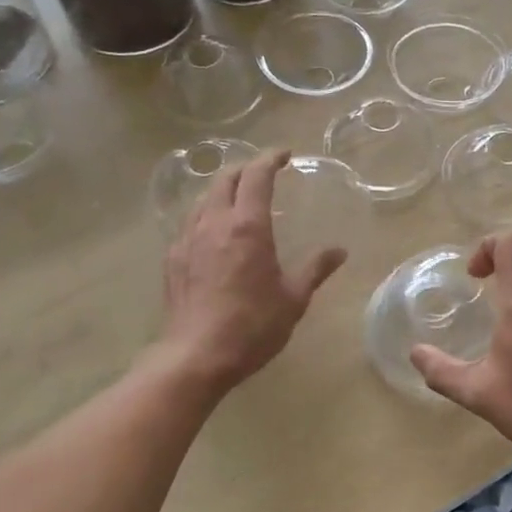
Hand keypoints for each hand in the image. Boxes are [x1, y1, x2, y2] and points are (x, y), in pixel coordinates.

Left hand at [160, 150, 345, 393]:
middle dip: (245, 169)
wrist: (195, 356)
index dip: (270, 159)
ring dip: (222, 190)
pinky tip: (213, 233)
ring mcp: (187, 240)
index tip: (284, 154)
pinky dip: (206, 215)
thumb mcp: (293, 299)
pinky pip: (189, 223)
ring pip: (203, 199)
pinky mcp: (172, 259)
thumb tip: (339, 251)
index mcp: (247, 227)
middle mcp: (214, 224)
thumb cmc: (252, 326)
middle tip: (263, 173)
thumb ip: (315, 269)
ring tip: (238, 199)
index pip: (256, 176)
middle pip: (224, 179)